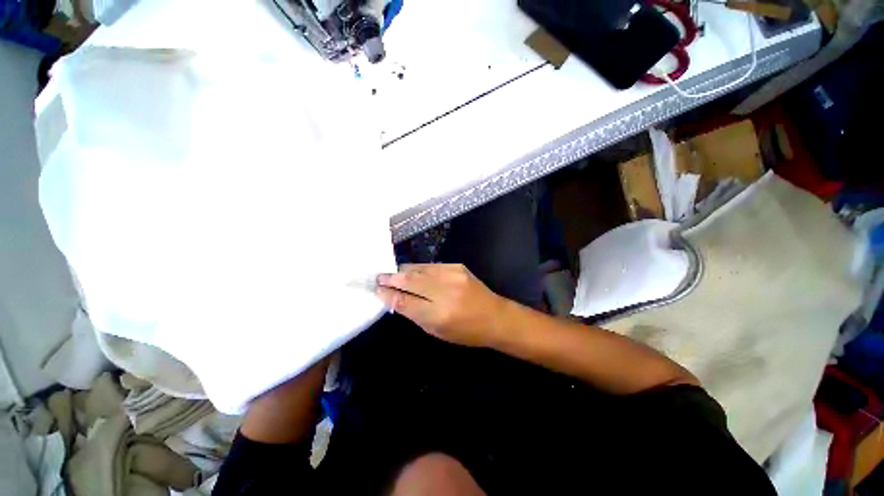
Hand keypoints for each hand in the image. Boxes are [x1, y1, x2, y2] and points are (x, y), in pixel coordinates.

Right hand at [376, 264, 508, 347]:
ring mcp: (451, 275)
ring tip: (392, 273)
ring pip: (419, 269)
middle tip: (378, 276)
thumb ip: (415, 314)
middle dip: (391, 277)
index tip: (375, 289)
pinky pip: (431, 265)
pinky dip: (419, 269)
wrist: (494, 316)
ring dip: (403, 271)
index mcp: (438, 314)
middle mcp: (444, 291)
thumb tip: (395, 299)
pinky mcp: (457, 266)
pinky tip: (414, 272)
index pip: (404, 301)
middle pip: (409, 280)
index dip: (387, 294)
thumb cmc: (465, 331)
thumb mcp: (437, 331)